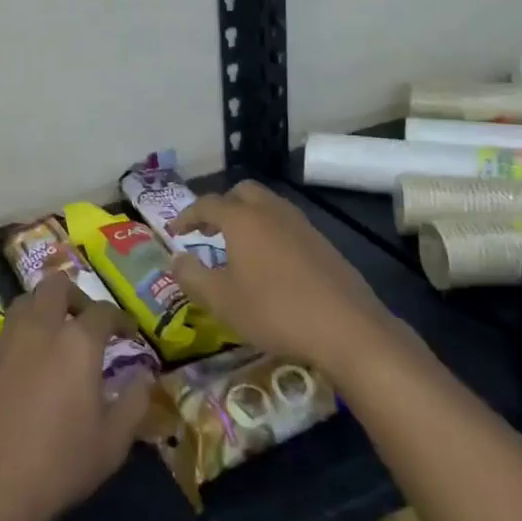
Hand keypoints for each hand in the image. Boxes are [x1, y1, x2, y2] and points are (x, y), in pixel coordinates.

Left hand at [0, 276, 151, 520]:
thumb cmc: (58, 464)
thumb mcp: (112, 443)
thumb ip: (134, 403)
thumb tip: (144, 377)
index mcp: (77, 342)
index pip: (103, 311)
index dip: (120, 319)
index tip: (128, 334)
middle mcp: (39, 328)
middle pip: (55, 285)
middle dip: (75, 296)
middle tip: (84, 322)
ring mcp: (4, 341)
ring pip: (24, 302)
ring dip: (42, 310)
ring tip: (52, 338)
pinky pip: (3, 334)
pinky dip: (18, 339)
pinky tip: (22, 369)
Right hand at [168, 181, 387, 369]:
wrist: (347, 328)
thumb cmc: (274, 310)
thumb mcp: (221, 301)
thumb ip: (192, 277)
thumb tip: (176, 259)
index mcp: (242, 219)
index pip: (207, 204)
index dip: (186, 215)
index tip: (174, 232)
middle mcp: (271, 212)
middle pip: (242, 192)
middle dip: (221, 206)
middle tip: (209, 230)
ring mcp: (302, 225)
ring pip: (268, 206)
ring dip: (248, 218)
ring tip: (238, 247)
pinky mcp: (323, 244)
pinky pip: (287, 225)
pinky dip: (270, 232)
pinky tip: (271, 264)